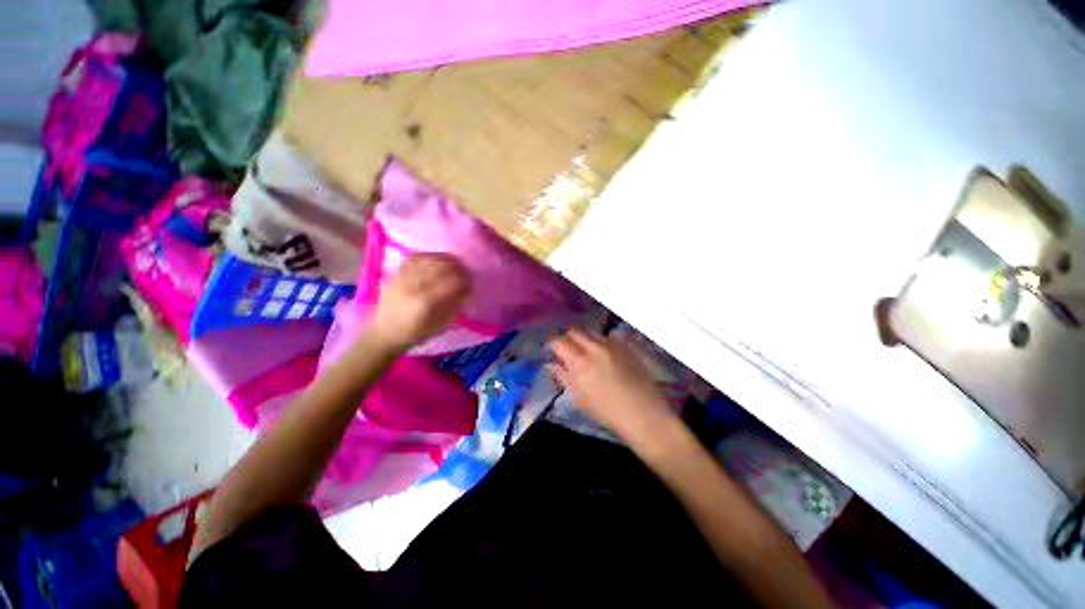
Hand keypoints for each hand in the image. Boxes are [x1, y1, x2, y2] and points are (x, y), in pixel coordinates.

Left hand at [370, 253, 470, 352]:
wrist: (385, 332)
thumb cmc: (416, 333)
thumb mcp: (441, 325)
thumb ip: (455, 306)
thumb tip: (466, 291)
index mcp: (426, 302)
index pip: (453, 282)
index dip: (466, 281)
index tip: (472, 284)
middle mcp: (414, 286)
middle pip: (442, 267)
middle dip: (459, 268)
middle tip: (466, 272)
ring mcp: (403, 277)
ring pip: (429, 259)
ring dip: (446, 260)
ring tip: (455, 263)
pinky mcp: (396, 273)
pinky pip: (415, 257)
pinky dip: (430, 256)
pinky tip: (438, 259)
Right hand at [548, 328, 677, 443]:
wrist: (643, 413)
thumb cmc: (606, 411)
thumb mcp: (579, 398)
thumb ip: (563, 377)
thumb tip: (551, 364)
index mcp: (579, 361)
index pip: (559, 342)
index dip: (552, 345)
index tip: (552, 351)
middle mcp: (594, 347)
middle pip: (574, 330)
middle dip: (568, 337)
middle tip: (568, 350)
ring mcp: (612, 344)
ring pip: (591, 332)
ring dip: (585, 338)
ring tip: (587, 352)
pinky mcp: (626, 346)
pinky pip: (608, 337)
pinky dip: (601, 342)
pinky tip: (605, 355)